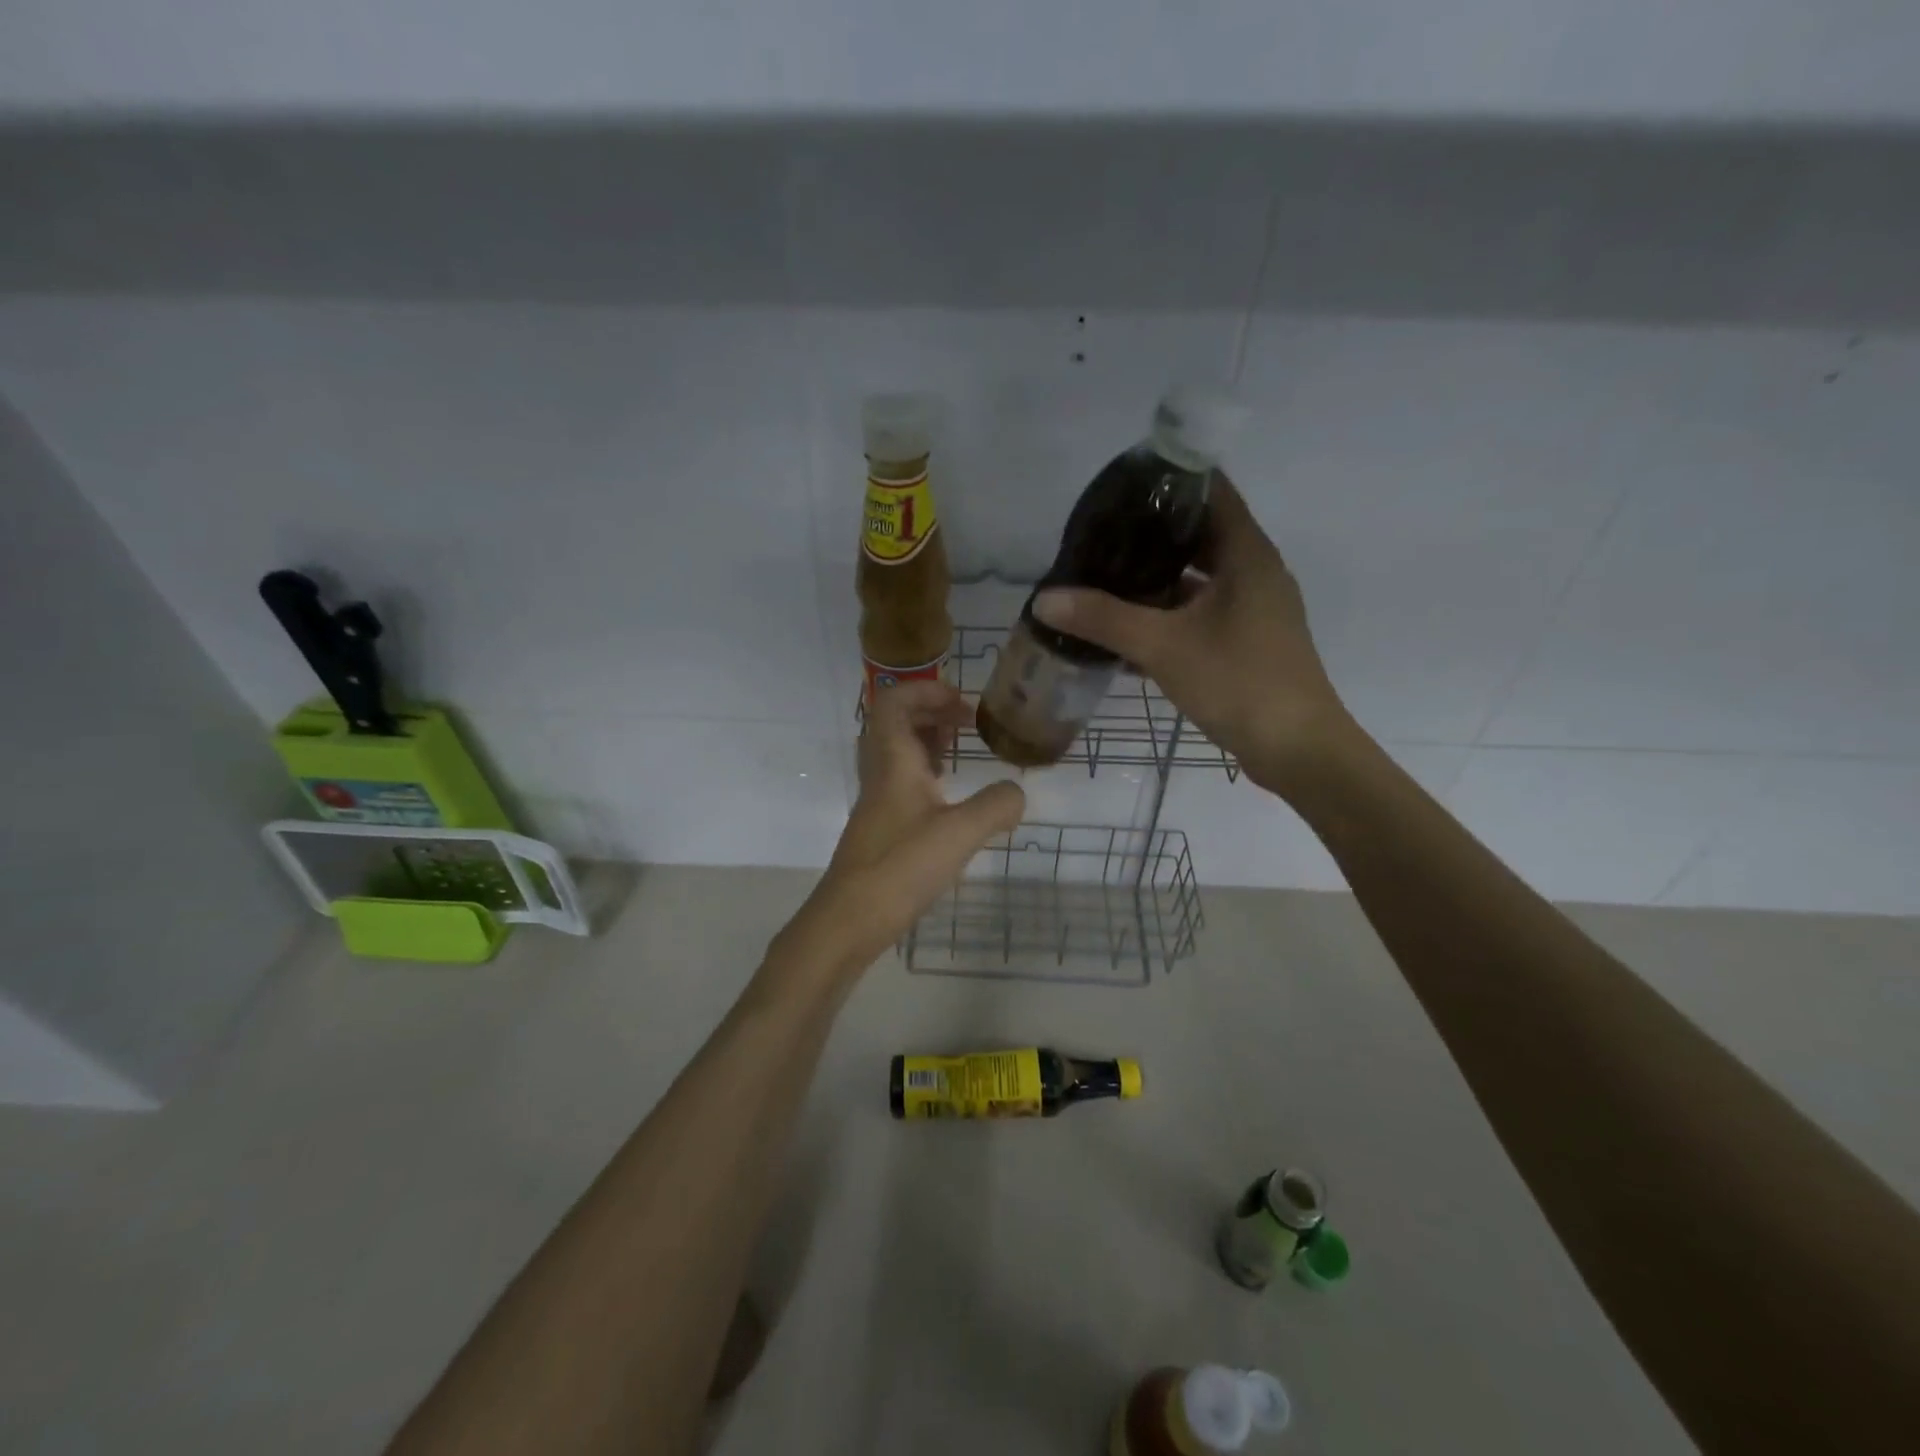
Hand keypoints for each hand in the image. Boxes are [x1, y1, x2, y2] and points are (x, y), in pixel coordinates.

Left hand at [774, 681, 1024, 978]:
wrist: (849, 920)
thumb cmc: (900, 867)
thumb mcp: (960, 834)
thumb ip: (996, 806)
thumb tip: (1017, 792)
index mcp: (893, 762)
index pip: (895, 701)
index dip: (927, 690)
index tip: (963, 703)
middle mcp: (880, 775)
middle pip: (895, 723)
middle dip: (931, 712)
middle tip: (966, 723)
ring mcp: (877, 803)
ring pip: (897, 754)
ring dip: (927, 742)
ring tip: (961, 751)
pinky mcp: (881, 829)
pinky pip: (901, 783)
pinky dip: (926, 776)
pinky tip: (949, 798)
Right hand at [1031, 475, 1351, 796]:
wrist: (1297, 749)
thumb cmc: (1238, 682)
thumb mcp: (1163, 646)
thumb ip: (1103, 619)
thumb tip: (1044, 599)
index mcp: (1246, 553)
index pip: (1208, 490)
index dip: (1165, 480)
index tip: (1118, 486)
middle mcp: (1254, 571)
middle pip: (1198, 533)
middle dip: (1148, 533)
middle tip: (1098, 536)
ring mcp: (1253, 608)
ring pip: (1198, 577)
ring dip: (1156, 577)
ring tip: (1103, 577)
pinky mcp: (1246, 640)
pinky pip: (1201, 612)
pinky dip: (1168, 613)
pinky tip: (1127, 628)